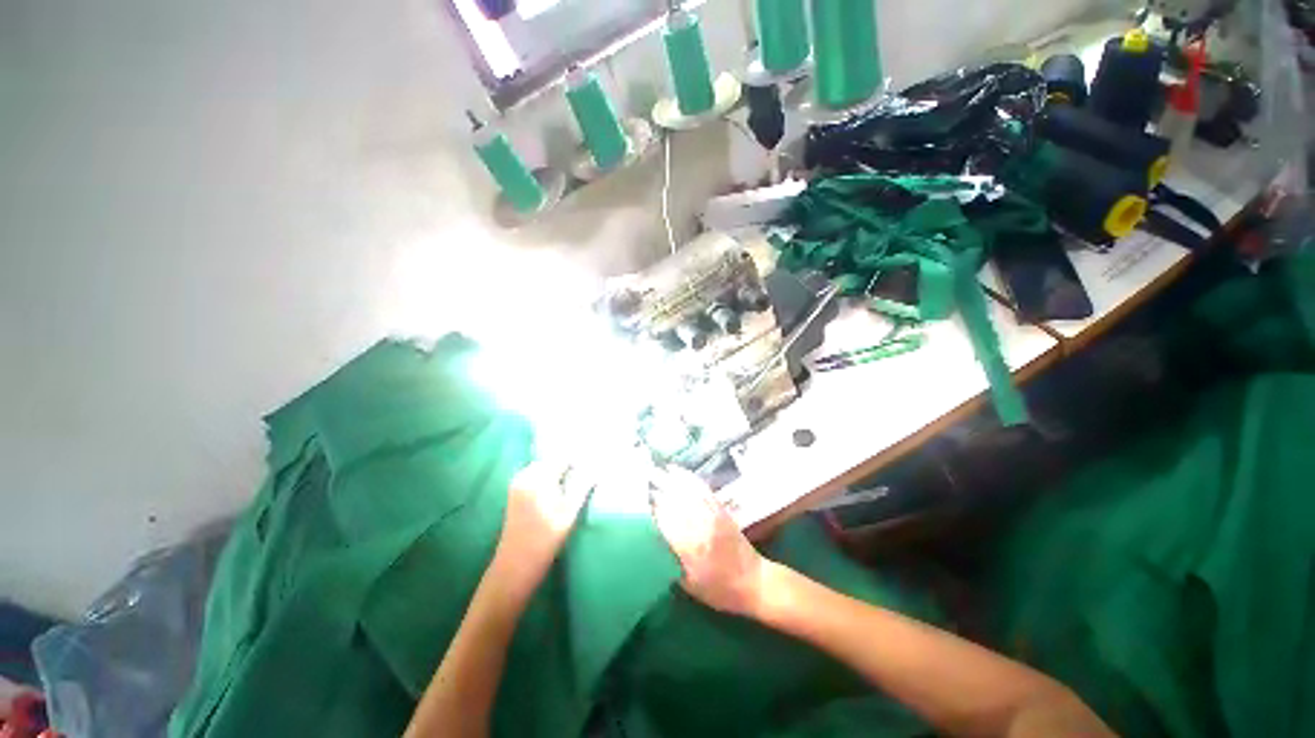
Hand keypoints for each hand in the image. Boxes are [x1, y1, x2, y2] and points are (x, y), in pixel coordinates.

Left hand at [490, 461, 591, 600]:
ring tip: (576, 480)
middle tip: (587, 471)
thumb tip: (597, 468)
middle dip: (569, 463)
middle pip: (553, 460)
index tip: (595, 462)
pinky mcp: (515, 493)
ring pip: (544, 468)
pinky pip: (536, 476)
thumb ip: (583, 485)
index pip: (563, 457)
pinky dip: (549, 478)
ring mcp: (518, 484)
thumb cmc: (545, 539)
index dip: (580, 458)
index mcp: (538, 477)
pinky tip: (559, 489)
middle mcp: (525, 475)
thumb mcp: (570, 511)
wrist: (515, 566)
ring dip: (559, 470)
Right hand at [649, 468, 768, 616]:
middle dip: (656, 487)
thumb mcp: (688, 585)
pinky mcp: (719, 507)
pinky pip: (701, 488)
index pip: (664, 520)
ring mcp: (711, 513)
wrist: (754, 581)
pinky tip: (678, 471)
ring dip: (669, 478)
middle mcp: (699, 524)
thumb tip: (650, 543)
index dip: (649, 509)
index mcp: (689, 546)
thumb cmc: (719, 590)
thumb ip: (668, 562)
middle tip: (640, 479)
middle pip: (673, 500)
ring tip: (654, 469)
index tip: (635, 501)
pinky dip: (688, 477)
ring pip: (686, 490)